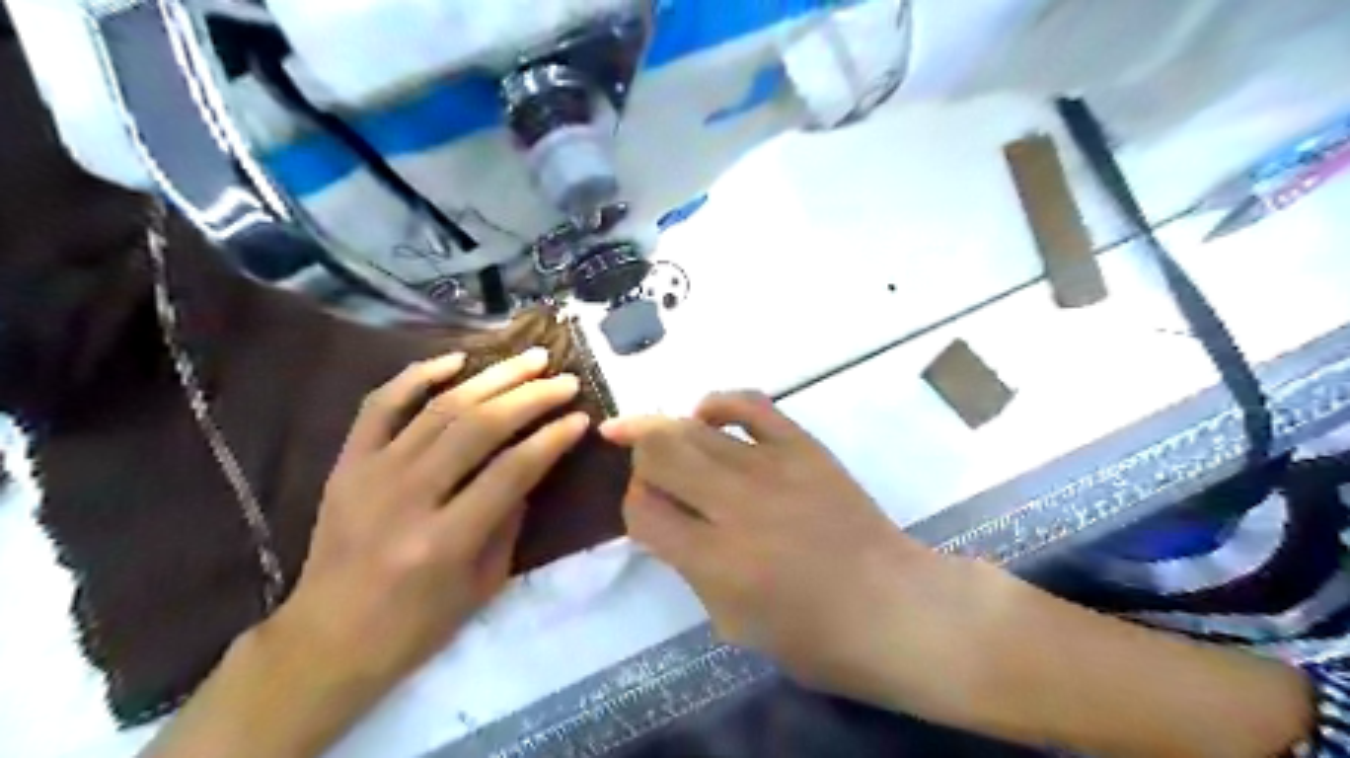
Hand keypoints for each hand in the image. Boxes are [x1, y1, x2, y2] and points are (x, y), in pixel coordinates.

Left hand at [272, 351, 592, 687]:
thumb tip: (534, 463)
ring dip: (492, 378)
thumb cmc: (417, 625)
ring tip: (530, 360)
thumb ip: (511, 518)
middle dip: (531, 397)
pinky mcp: (347, 464)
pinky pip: (380, 405)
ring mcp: (371, 474)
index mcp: (444, 540)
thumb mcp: (484, 583)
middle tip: (565, 380)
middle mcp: (407, 498)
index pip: (512, 471)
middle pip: (479, 428)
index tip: (581, 418)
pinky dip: (417, 375)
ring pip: (440, 408)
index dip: (552, 439)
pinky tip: (456, 359)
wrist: (327, 640)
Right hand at [602, 391, 959, 705]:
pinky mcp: (803, 446)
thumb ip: (689, 567)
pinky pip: (749, 403)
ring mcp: (772, 468)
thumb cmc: (815, 637)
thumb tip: (665, 518)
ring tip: (662, 441)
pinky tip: (706, 415)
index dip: (633, 506)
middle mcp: (736, 506)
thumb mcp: (732, 624)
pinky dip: (717, 403)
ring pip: (692, 426)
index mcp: (715, 561)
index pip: (642, 510)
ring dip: (666, 432)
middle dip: (641, 459)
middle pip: (659, 453)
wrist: (895, 608)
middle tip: (649, 471)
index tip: (647, 511)